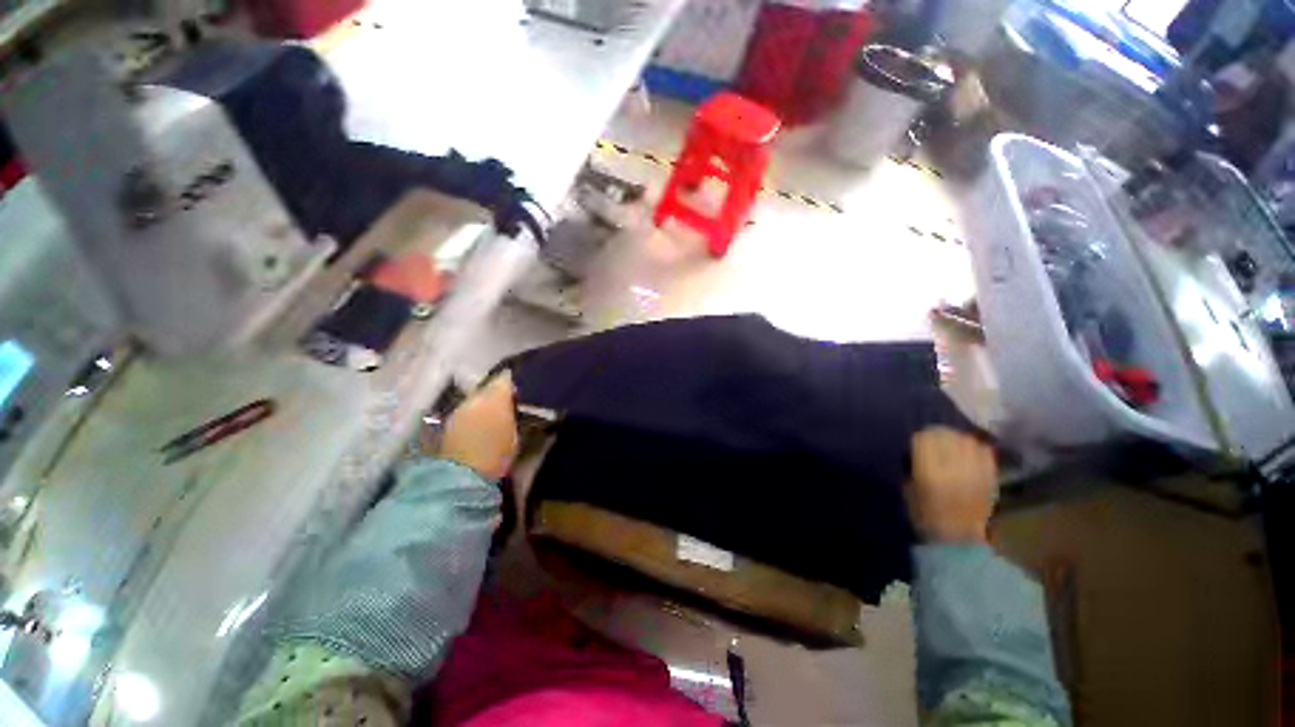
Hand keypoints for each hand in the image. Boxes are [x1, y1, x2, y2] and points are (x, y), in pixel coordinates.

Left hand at [440, 372, 519, 480]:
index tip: (516, 390)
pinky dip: (470, 416)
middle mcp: (473, 398)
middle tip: (503, 404)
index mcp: (495, 398)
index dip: (510, 383)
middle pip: (485, 388)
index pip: (504, 379)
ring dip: (480, 405)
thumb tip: (510, 406)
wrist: (463, 476)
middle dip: (493, 393)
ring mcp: (457, 410)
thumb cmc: (498, 455)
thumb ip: (511, 414)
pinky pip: (463, 412)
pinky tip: (476, 427)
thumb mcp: (514, 433)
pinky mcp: (445, 424)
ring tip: (489, 417)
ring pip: (473, 400)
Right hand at [907, 427, 997, 543]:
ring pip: (968, 441)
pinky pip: (985, 452)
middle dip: (939, 435)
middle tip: (934, 440)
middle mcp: (954, 469)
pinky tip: (969, 454)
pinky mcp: (990, 478)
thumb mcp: (908, 488)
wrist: (957, 539)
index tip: (918, 442)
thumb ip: (913, 465)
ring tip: (953, 445)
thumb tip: (919, 448)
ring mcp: (976, 473)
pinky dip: (976, 448)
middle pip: (947, 436)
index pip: (925, 439)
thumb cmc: (925, 514)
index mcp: (930, 473)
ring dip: (958, 439)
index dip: (920, 438)